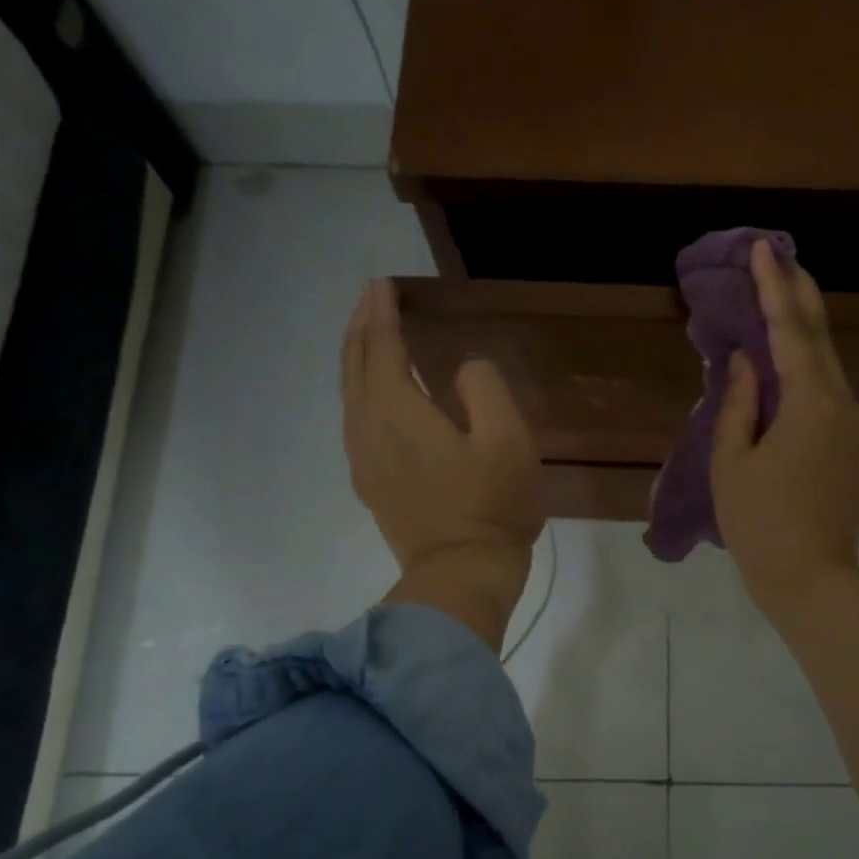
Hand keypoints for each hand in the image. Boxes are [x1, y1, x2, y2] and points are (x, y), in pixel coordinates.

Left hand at [342, 278, 541, 644]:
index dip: (381, 312)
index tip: (383, 283)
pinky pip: (357, 420)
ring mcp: (364, 460)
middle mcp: (368, 428)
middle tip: (373, 298)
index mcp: (397, 411)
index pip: (381, 347)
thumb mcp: (507, 440)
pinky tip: (380, 396)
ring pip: (350, 394)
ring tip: (372, 337)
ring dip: (358, 359)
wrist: (461, 575)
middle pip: (355, 366)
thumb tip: (465, 368)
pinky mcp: (372, 483)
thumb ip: (485, 388)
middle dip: (361, 327)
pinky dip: (363, 391)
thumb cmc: (490, 505)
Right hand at [711, 241, 858, 611]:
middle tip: (779, 258)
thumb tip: (747, 362)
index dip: (774, 288)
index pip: (790, 331)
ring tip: (781, 300)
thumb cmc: (760, 523)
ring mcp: (853, 426)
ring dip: (803, 330)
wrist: (812, 580)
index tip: (762, 249)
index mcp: (810, 403)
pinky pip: (828, 391)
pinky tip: (788, 362)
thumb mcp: (732, 462)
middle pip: (820, 337)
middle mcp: (842, 404)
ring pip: (828, 364)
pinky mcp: (852, 446)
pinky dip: (807, 366)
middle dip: (799, 294)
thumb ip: (739, 404)